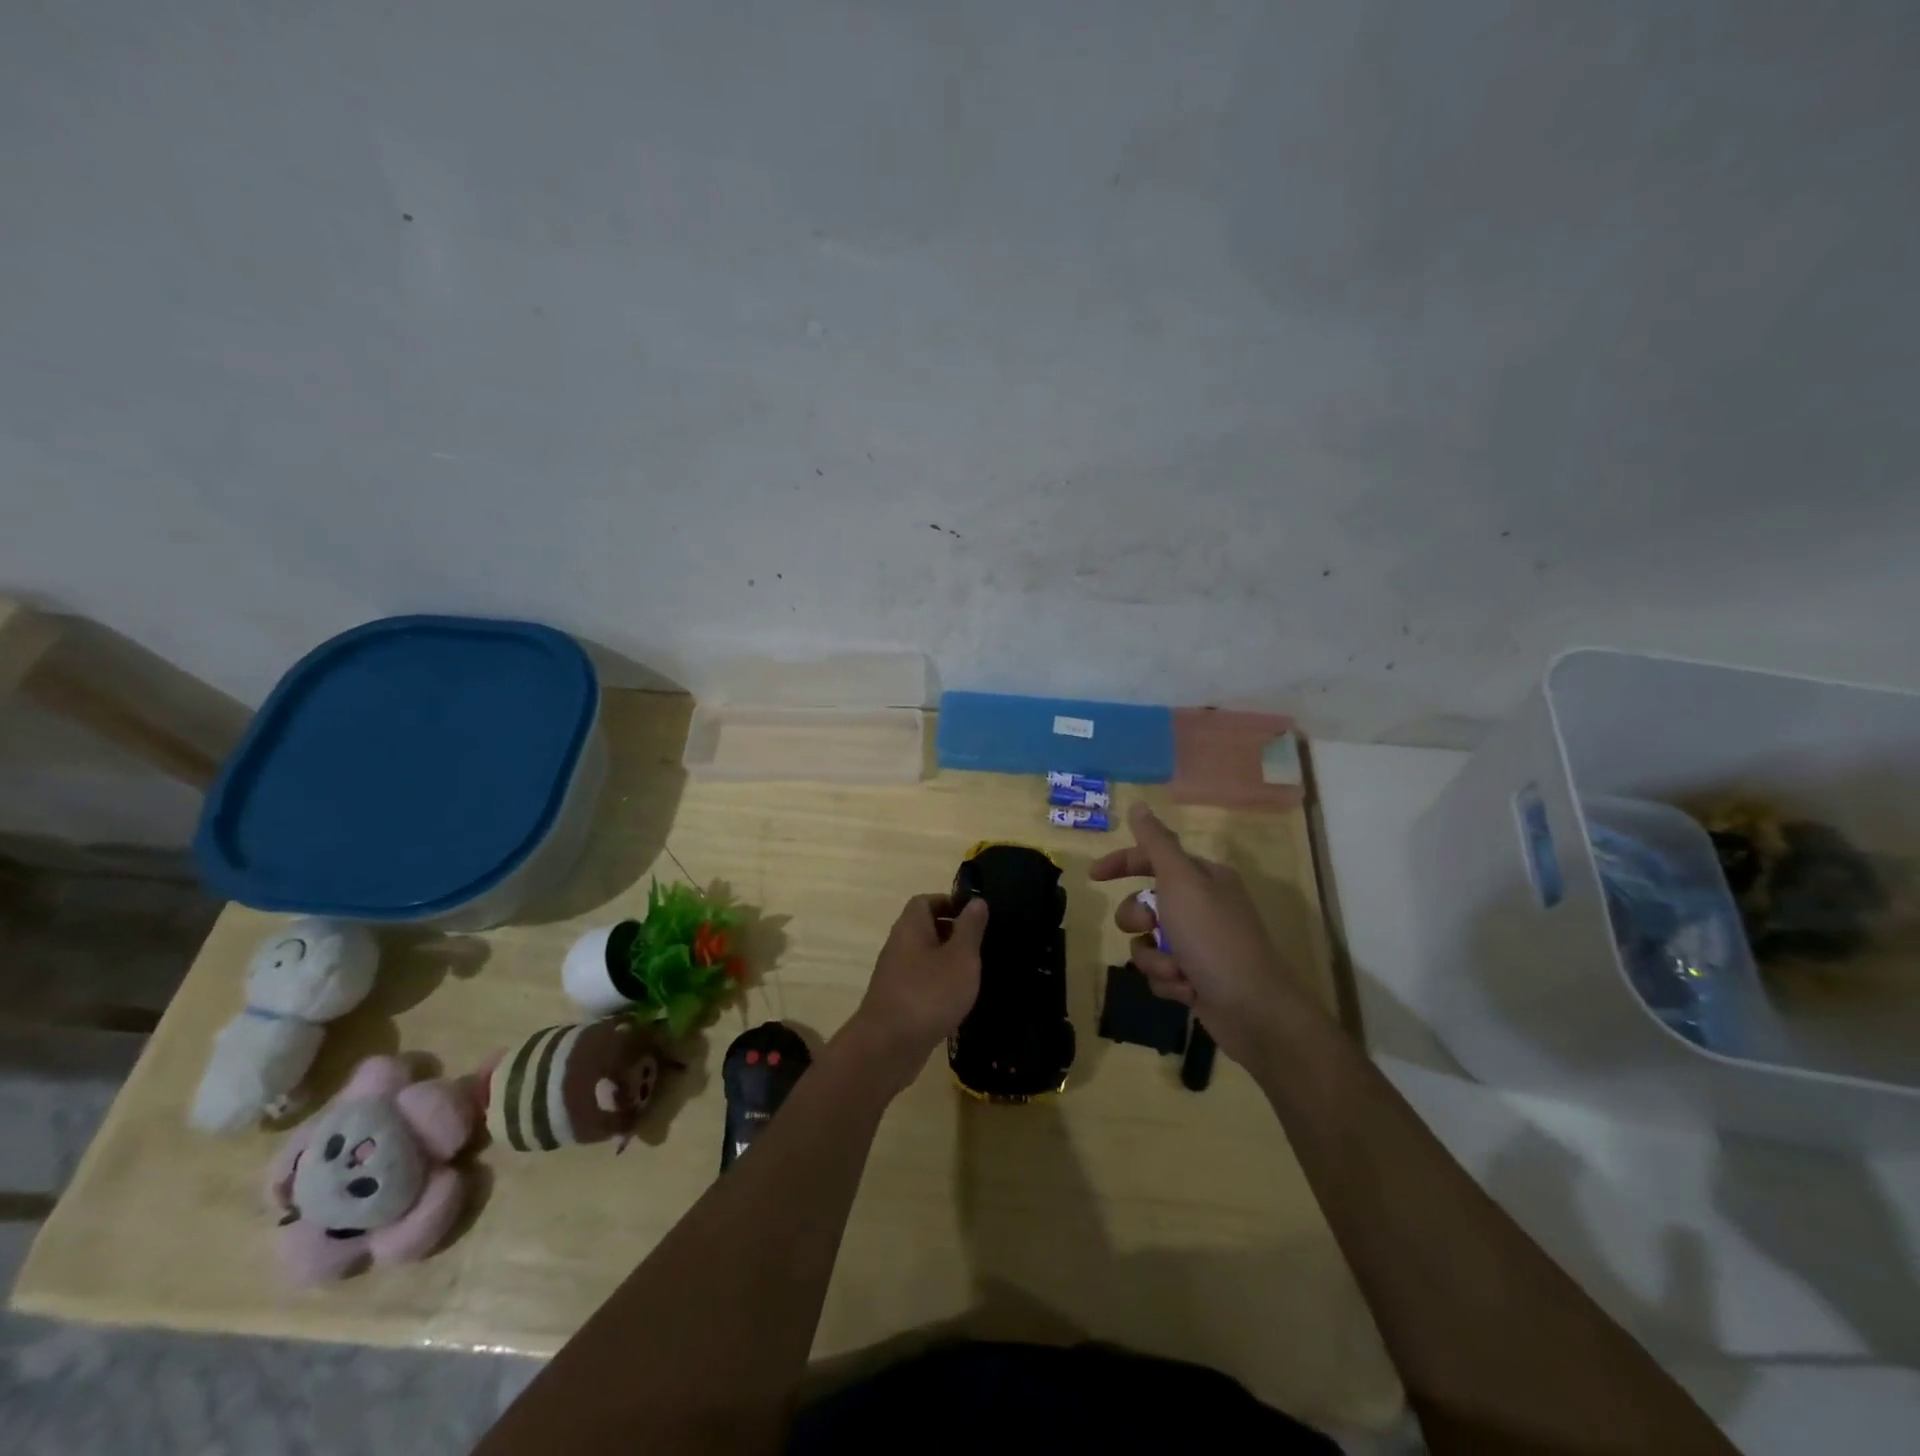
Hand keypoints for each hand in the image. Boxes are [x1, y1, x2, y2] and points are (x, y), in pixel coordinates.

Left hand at [844, 894, 987, 1090]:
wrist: (887, 1047)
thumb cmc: (929, 994)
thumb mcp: (960, 958)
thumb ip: (970, 928)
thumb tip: (976, 901)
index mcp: (910, 927)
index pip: (925, 901)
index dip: (949, 902)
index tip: (974, 916)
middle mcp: (898, 945)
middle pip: (924, 928)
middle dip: (952, 933)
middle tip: (980, 945)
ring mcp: (894, 975)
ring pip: (924, 957)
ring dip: (947, 962)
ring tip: (974, 974)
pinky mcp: (896, 1002)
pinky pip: (920, 983)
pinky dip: (938, 986)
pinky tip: (957, 1002)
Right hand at [1091, 803, 1304, 1066]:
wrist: (1253, 1008)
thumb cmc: (1213, 937)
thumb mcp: (1181, 881)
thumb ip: (1155, 843)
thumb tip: (1138, 805)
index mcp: (1202, 877)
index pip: (1152, 859)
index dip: (1121, 864)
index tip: (1094, 877)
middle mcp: (1201, 906)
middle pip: (1144, 903)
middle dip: (1139, 920)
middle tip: (1150, 928)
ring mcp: (1199, 944)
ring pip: (1148, 942)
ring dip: (1154, 959)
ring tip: (1177, 971)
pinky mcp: (1196, 978)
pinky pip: (1160, 973)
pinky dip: (1168, 982)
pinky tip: (1187, 990)